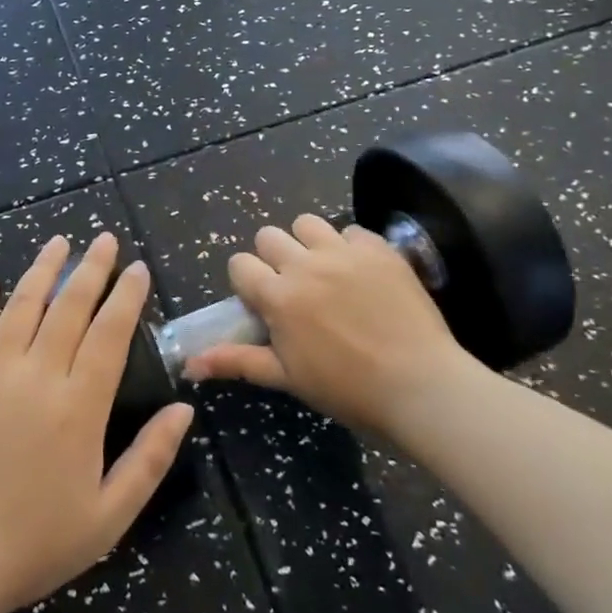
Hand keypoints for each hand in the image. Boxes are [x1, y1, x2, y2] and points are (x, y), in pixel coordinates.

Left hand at [0, 233, 194, 612]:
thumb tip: (184, 408)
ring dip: (42, 269)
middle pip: (69, 307)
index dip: (127, 296)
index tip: (138, 268)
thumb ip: (150, 459)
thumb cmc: (35, 542)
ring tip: (59, 242)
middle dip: (91, 268)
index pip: (110, 333)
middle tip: (105, 240)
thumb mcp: (108, 516)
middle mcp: (36, 375)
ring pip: (21, 304)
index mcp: (78, 406)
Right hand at [182, 215, 478, 434]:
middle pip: (269, 236)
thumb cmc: (348, 389)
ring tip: (324, 270)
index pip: (239, 264)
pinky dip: (351, 246)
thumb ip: (238, 361)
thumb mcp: (288, 378)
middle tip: (294, 287)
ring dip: (308, 243)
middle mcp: (304, 265)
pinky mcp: (378, 249)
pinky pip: (352, 230)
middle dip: (273, 258)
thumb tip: (189, 364)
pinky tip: (362, 273)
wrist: (421, 385)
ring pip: (307, 223)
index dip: (247, 281)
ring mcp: (343, 252)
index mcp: (278, 296)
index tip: (263, 302)